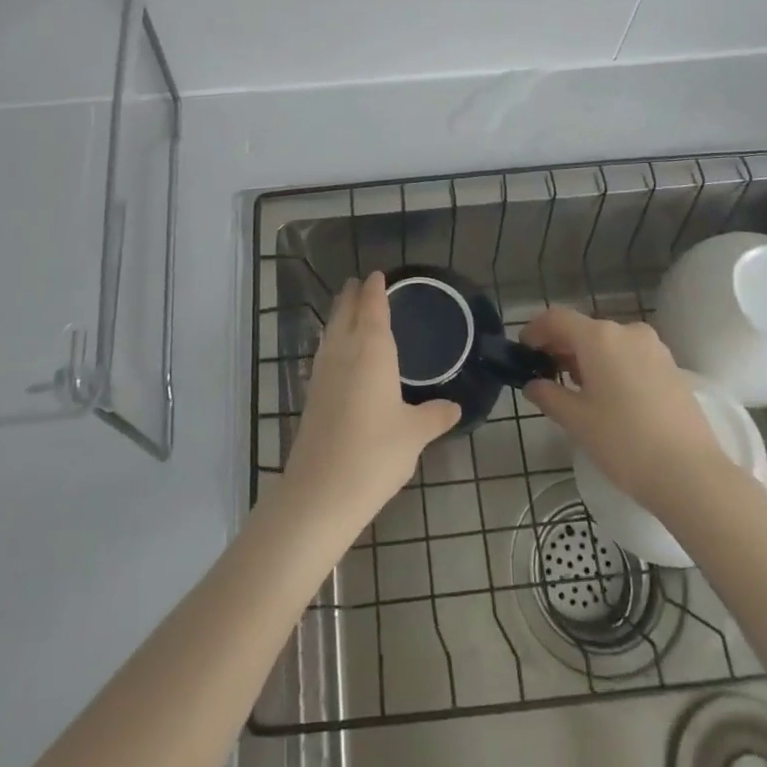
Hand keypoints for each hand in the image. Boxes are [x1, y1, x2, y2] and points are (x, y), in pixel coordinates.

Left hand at [283, 272, 460, 528]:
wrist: (320, 491)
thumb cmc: (375, 453)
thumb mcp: (414, 433)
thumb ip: (435, 415)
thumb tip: (454, 406)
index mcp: (372, 350)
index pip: (372, 307)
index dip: (375, 289)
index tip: (378, 275)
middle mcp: (344, 352)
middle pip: (346, 313)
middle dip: (353, 295)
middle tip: (360, 283)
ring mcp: (323, 372)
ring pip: (331, 331)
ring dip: (339, 315)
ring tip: (347, 307)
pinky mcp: (312, 394)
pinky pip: (325, 352)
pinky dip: (332, 340)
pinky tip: (337, 352)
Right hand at [523, 307, 747, 516]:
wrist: (691, 474)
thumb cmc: (624, 442)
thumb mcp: (576, 421)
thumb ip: (548, 396)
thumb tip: (533, 385)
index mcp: (599, 337)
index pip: (557, 319)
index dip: (535, 330)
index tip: (523, 350)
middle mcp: (626, 331)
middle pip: (584, 329)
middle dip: (561, 346)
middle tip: (545, 374)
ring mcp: (653, 348)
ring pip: (609, 343)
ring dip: (587, 357)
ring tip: (576, 389)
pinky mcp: (671, 367)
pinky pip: (630, 356)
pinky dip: (612, 365)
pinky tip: (608, 396)